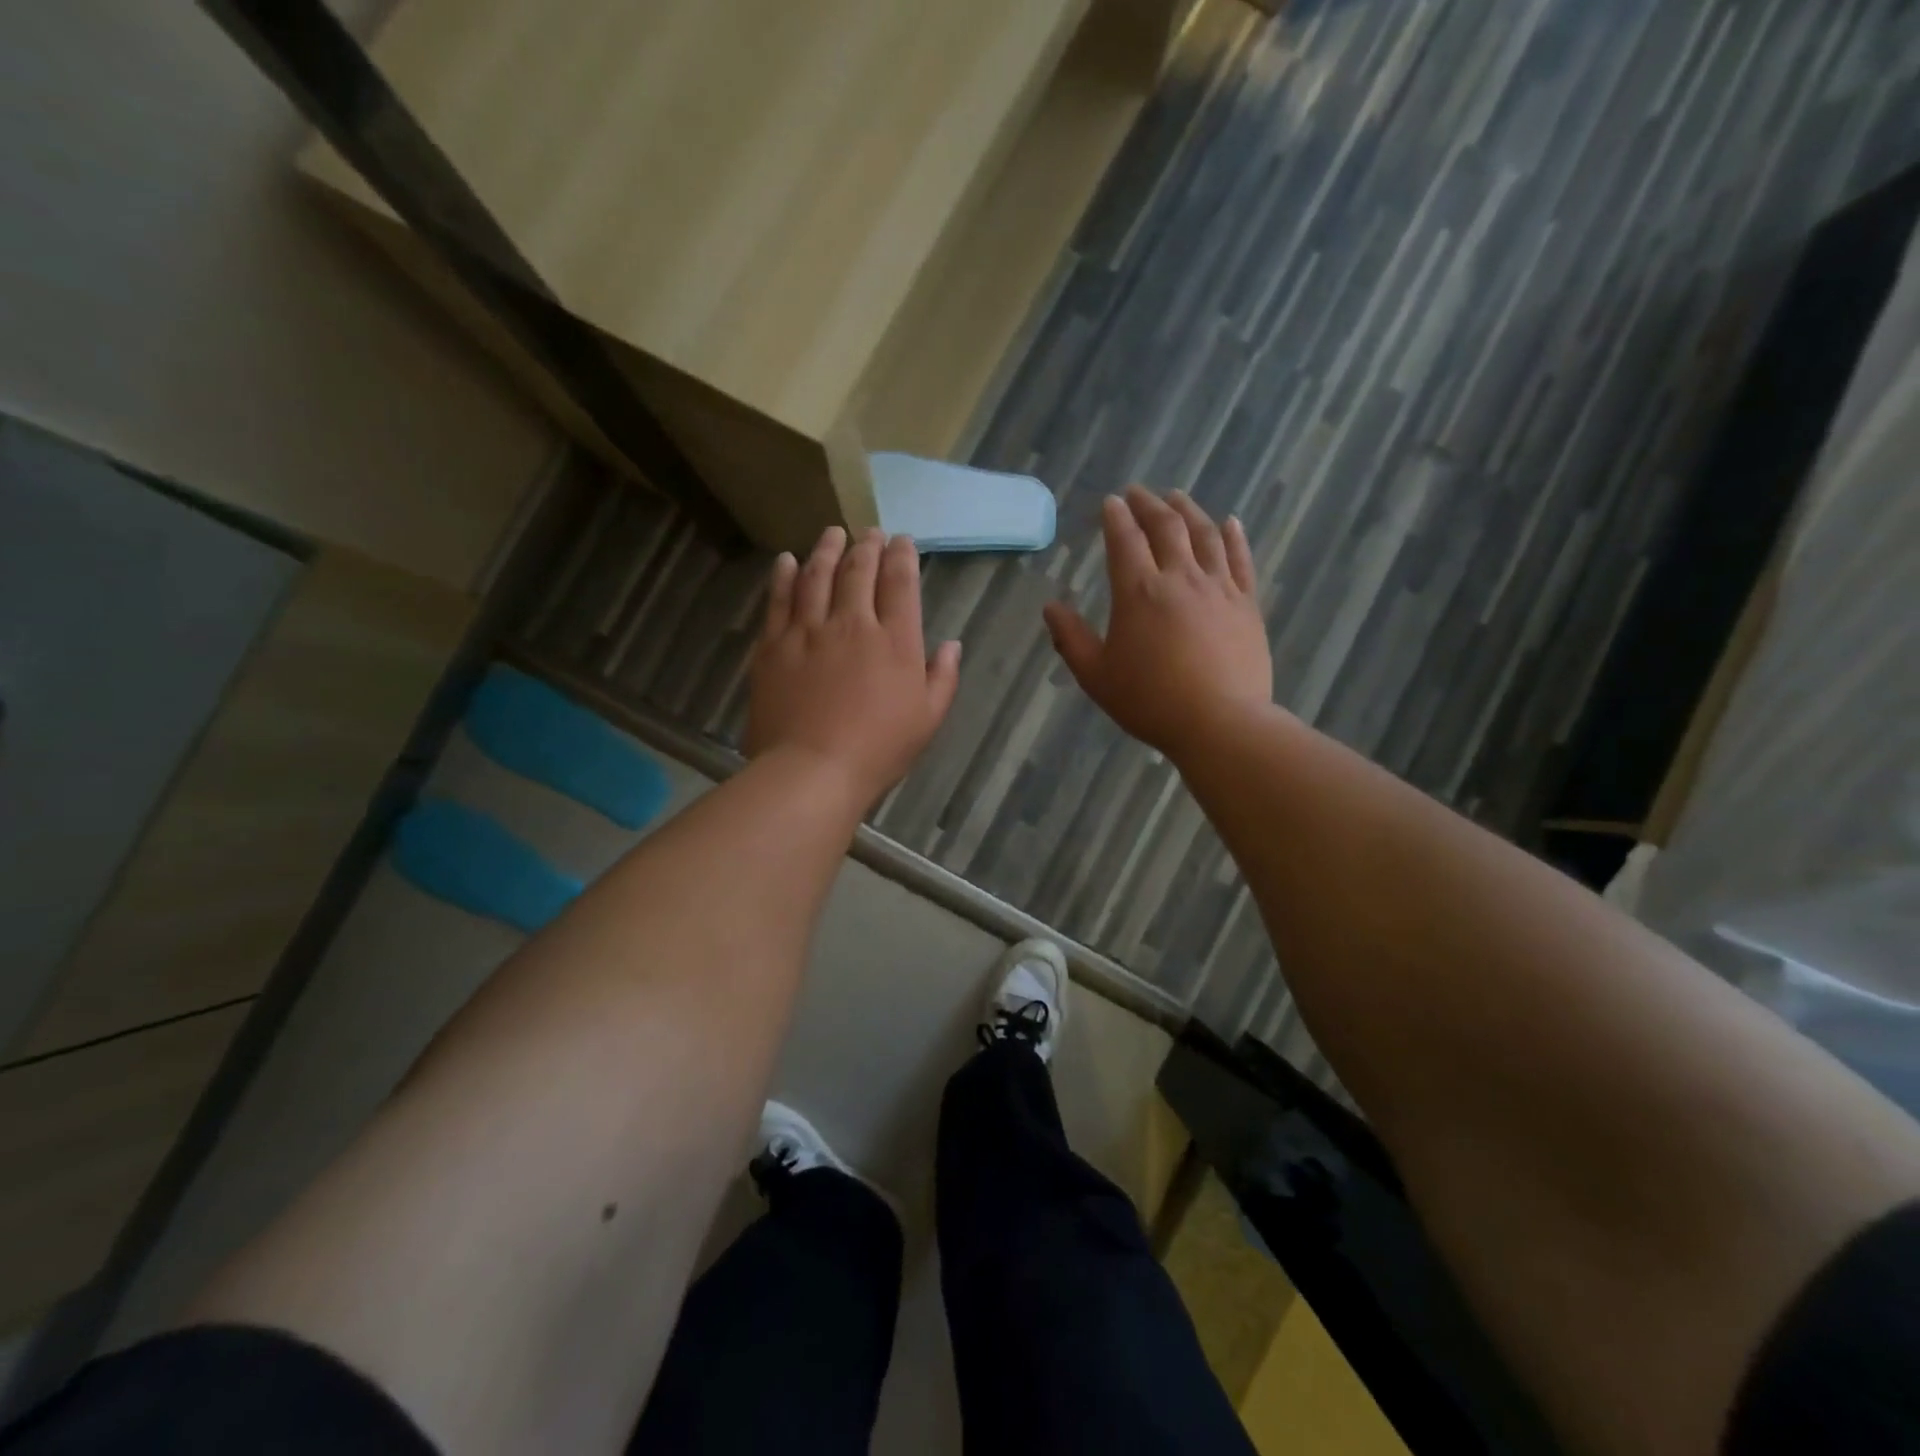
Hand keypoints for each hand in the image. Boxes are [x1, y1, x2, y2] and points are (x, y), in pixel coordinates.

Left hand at [747, 526, 961, 808]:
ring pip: (817, 576)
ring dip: (827, 550)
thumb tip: (951, 644)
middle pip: (859, 571)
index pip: (901, 584)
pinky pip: (778, 599)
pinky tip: (786, 561)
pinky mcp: (773, 645)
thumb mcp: (928, 719)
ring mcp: (808, 631)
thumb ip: (942, 677)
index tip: (902, 541)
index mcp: (895, 641)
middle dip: (867, 546)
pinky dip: (783, 575)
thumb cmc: (878, 750)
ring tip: (832, 533)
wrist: (812, 770)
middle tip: (869, 532)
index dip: (902, 556)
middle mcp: (852, 624)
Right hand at [1044, 487, 1272, 759]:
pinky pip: (1241, 559)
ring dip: (1188, 510)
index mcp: (1138, 593)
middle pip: (1166, 527)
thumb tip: (1049, 607)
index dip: (1116, 517)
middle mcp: (1179, 578)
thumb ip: (1071, 639)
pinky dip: (1234, 536)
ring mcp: (1218, 588)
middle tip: (1139, 492)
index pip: (1124, 540)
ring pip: (1204, 534)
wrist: (1220, 723)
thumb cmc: (1150, 702)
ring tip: (1177, 496)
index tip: (1111, 502)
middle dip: (1149, 504)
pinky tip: (1230, 522)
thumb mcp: (1096, 676)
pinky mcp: (1246, 604)